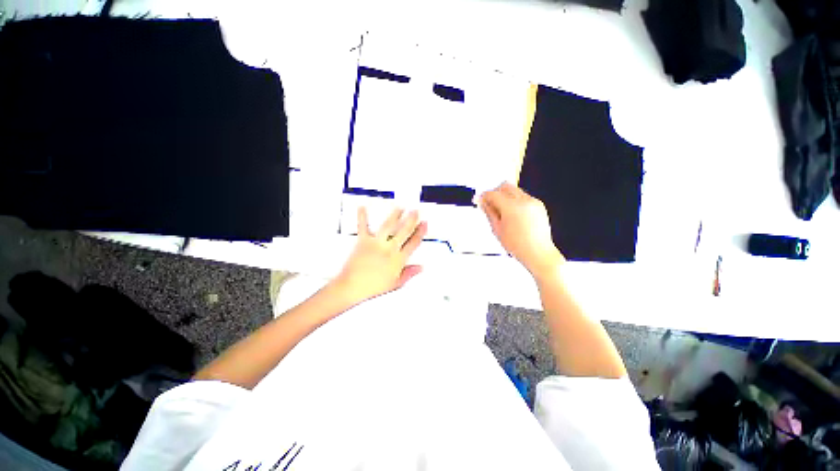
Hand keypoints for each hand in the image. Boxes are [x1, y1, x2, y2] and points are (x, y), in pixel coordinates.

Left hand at [333, 207, 427, 303]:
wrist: (353, 287)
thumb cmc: (374, 288)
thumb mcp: (396, 283)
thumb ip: (409, 273)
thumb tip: (421, 267)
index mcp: (398, 259)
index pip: (413, 243)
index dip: (420, 232)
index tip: (424, 224)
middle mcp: (389, 249)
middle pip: (404, 231)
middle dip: (411, 219)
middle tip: (415, 211)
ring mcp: (376, 243)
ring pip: (388, 226)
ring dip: (395, 215)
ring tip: (400, 207)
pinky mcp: (363, 241)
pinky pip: (363, 227)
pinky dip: (362, 216)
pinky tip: (362, 207)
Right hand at [479, 182, 563, 277]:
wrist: (538, 252)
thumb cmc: (518, 245)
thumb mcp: (497, 229)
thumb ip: (489, 213)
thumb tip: (482, 203)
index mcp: (511, 207)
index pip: (493, 194)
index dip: (484, 196)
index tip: (480, 199)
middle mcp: (523, 201)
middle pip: (505, 186)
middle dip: (495, 192)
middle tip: (490, 203)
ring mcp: (533, 202)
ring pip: (515, 190)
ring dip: (506, 196)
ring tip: (502, 211)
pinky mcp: (539, 205)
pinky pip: (524, 197)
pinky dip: (516, 201)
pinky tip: (513, 214)